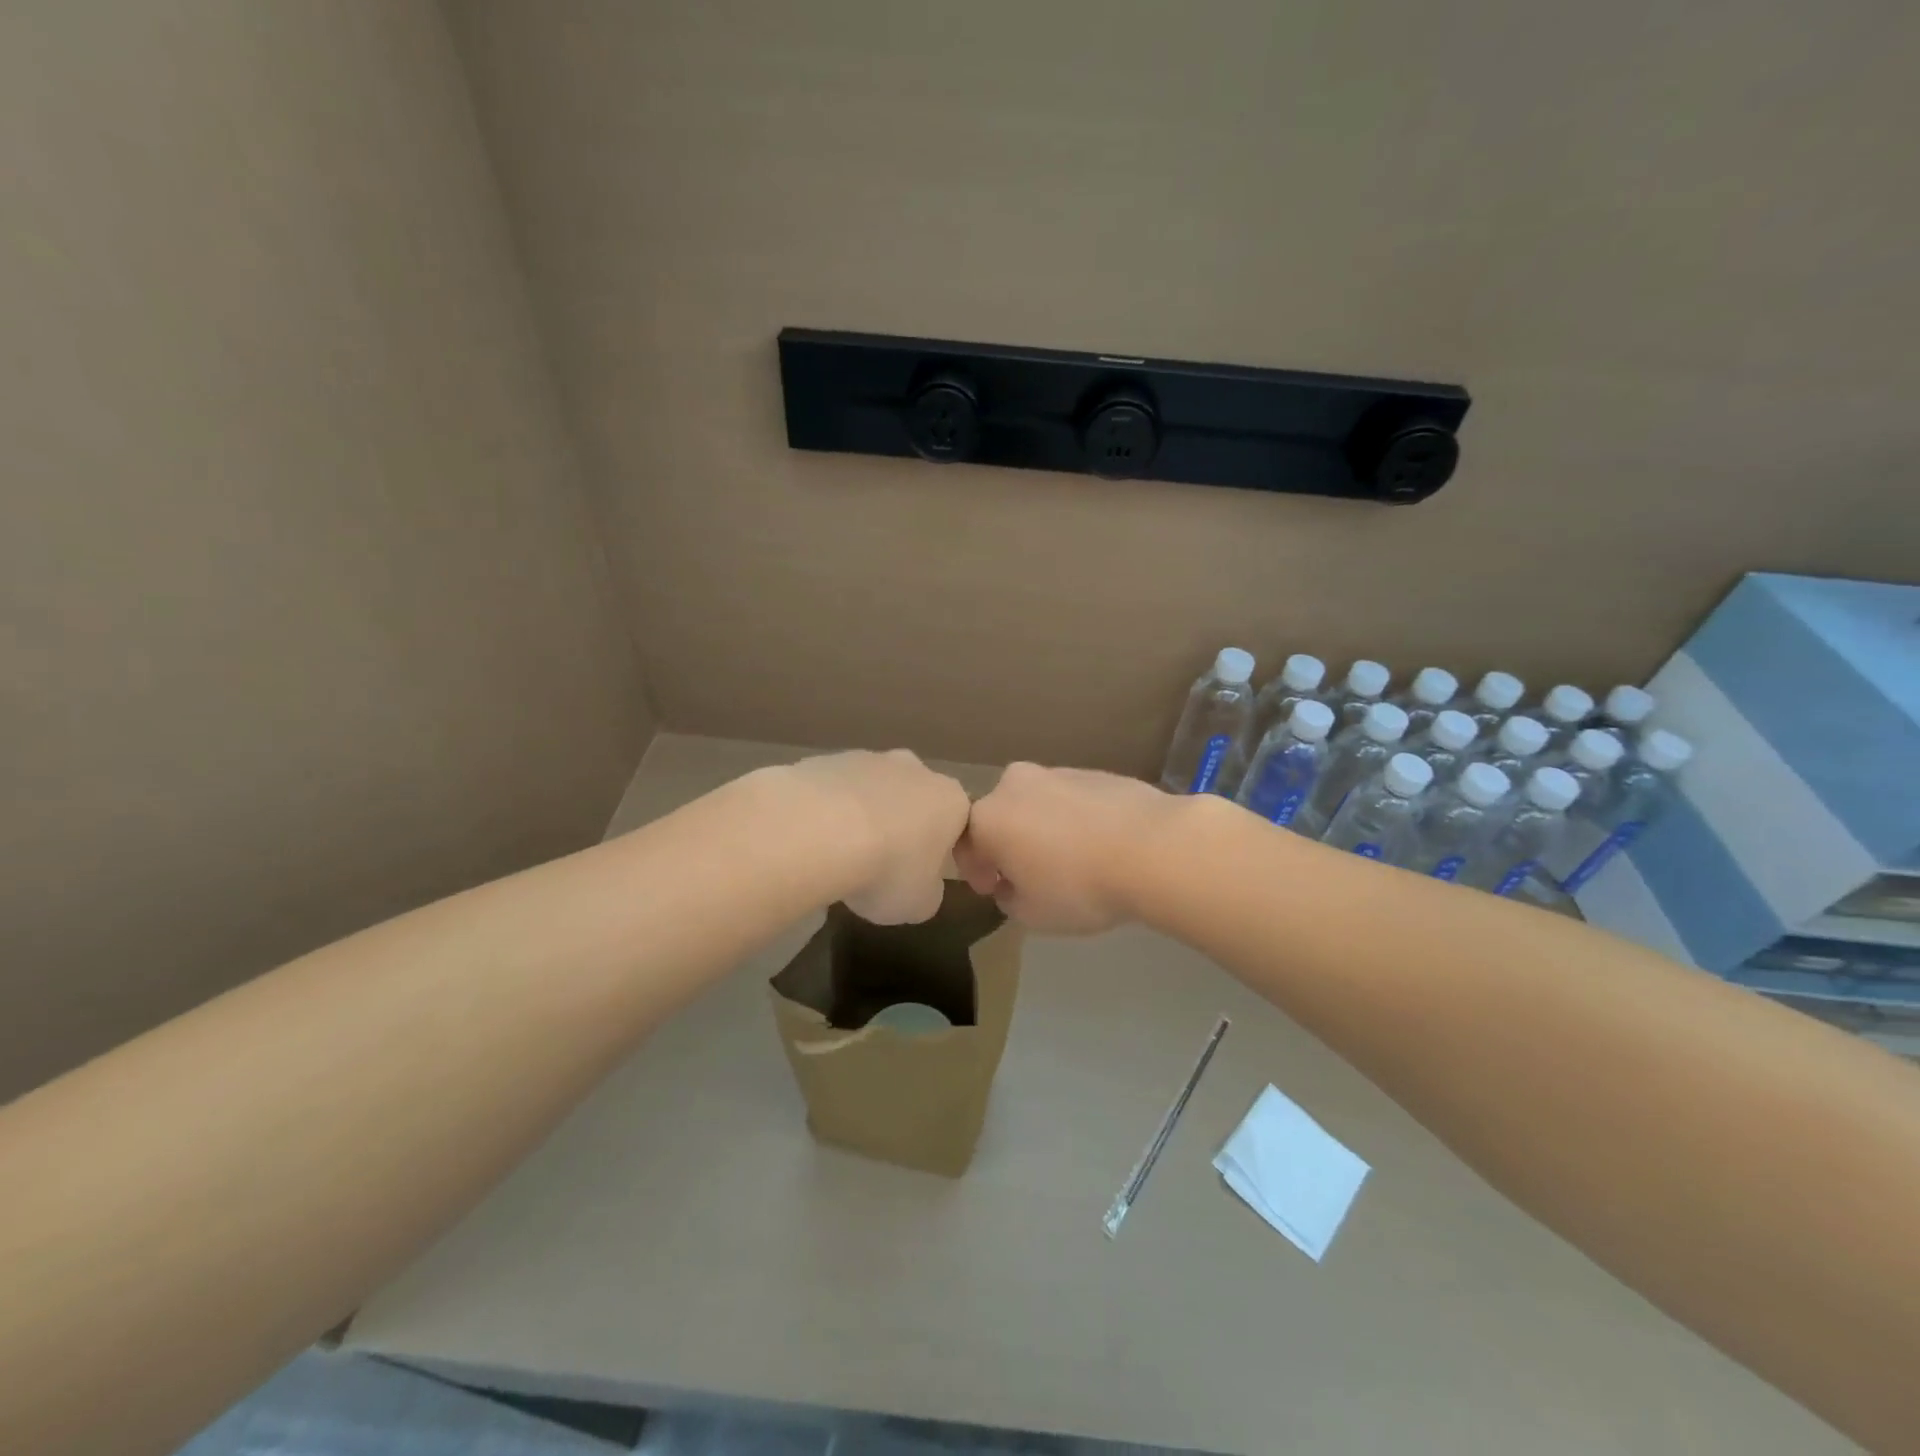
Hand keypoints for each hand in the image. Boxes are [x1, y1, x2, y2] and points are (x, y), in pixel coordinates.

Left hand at [780, 750, 971, 923]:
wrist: (819, 831)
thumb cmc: (888, 869)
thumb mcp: (921, 903)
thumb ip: (929, 891)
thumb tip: (921, 886)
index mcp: (950, 800)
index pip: (958, 823)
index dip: (943, 851)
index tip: (923, 876)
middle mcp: (915, 768)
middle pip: (915, 799)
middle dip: (902, 826)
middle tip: (882, 865)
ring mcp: (868, 758)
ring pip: (872, 790)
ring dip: (863, 816)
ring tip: (840, 856)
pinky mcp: (826, 759)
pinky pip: (833, 791)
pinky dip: (827, 811)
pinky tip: (812, 839)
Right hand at [955, 762, 1182, 933]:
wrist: (1153, 848)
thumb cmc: (1079, 886)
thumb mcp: (1031, 914)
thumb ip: (1009, 898)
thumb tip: (1011, 884)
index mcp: (989, 817)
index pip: (965, 844)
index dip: (976, 872)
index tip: (994, 890)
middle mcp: (1015, 785)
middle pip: (1000, 817)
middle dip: (1008, 845)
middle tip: (1030, 876)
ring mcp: (1056, 772)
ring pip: (1036, 805)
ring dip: (1041, 830)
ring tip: (1071, 861)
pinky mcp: (1094, 772)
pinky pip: (1070, 800)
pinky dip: (1073, 819)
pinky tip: (1098, 844)